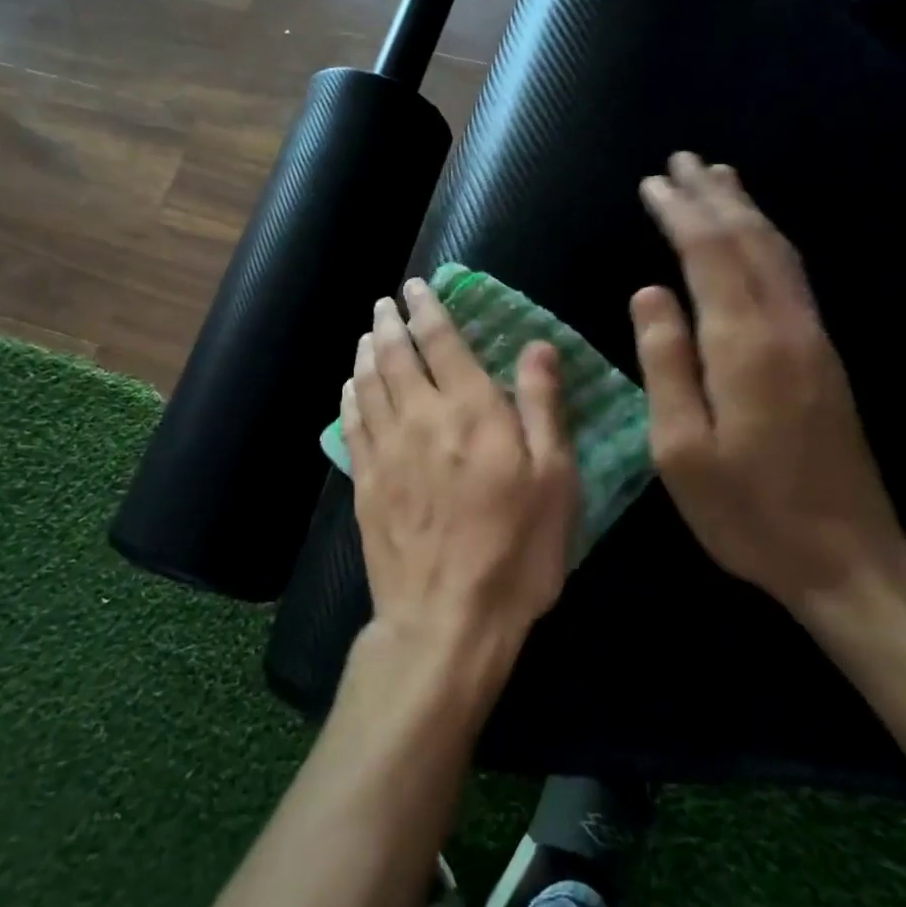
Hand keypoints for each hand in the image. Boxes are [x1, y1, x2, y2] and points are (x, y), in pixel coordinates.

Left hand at [343, 278, 580, 683]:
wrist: (447, 618)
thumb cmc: (516, 551)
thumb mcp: (554, 479)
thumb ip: (542, 406)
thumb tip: (536, 346)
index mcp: (470, 409)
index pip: (442, 342)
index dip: (428, 309)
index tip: (416, 287)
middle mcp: (420, 417)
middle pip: (397, 356)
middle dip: (390, 322)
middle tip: (385, 303)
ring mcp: (386, 450)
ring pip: (369, 384)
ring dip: (368, 352)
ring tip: (368, 334)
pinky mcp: (365, 483)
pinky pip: (352, 425)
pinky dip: (351, 397)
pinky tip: (352, 388)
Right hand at [630, 153, 905, 612]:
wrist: (847, 557)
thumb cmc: (748, 512)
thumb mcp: (682, 449)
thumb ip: (666, 364)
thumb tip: (648, 293)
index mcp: (745, 347)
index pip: (709, 256)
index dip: (680, 214)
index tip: (652, 183)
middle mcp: (786, 328)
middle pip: (750, 241)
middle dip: (714, 196)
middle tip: (682, 161)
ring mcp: (813, 341)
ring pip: (779, 254)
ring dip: (746, 211)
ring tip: (718, 179)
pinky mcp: (824, 358)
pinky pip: (791, 277)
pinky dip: (768, 243)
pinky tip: (755, 239)